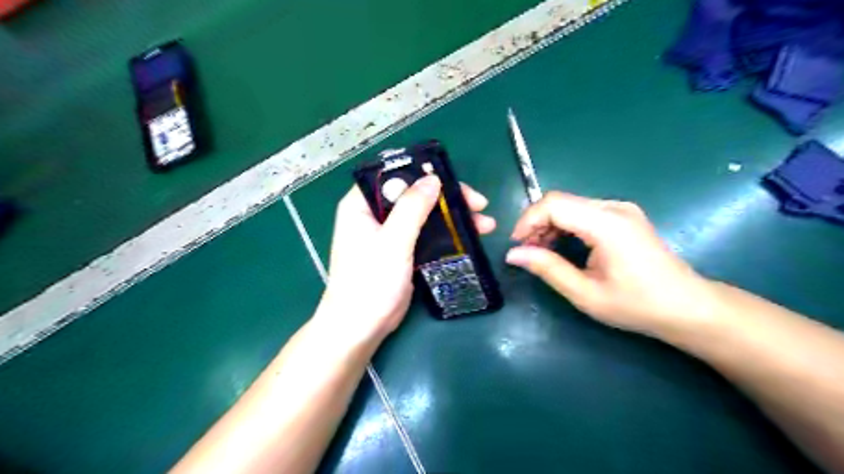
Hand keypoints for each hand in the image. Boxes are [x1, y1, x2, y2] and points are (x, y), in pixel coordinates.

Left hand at [320, 177, 495, 344]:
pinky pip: (426, 233)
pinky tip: (471, 235)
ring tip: (484, 223)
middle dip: (446, 198)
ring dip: (452, 216)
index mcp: (360, 205)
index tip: (451, 180)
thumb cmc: (370, 282)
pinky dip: (447, 233)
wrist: (362, 328)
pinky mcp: (401, 251)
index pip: (392, 176)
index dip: (422, 173)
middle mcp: (374, 214)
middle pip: (413, 194)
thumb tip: (433, 178)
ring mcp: (389, 233)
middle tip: (477, 203)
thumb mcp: (392, 242)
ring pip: (424, 214)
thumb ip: (412, 208)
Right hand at [503, 190, 722, 336]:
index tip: (516, 245)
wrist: (687, 307)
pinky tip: (561, 246)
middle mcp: (614, 207)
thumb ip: (548, 269)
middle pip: (560, 201)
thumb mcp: (586, 293)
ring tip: (540, 252)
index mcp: (607, 224)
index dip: (528, 220)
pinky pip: (583, 211)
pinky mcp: (623, 216)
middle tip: (526, 252)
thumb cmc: (637, 305)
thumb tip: (513, 254)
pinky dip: (565, 226)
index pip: (554, 204)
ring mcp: (620, 209)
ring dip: (549, 225)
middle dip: (536, 223)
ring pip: (569, 205)